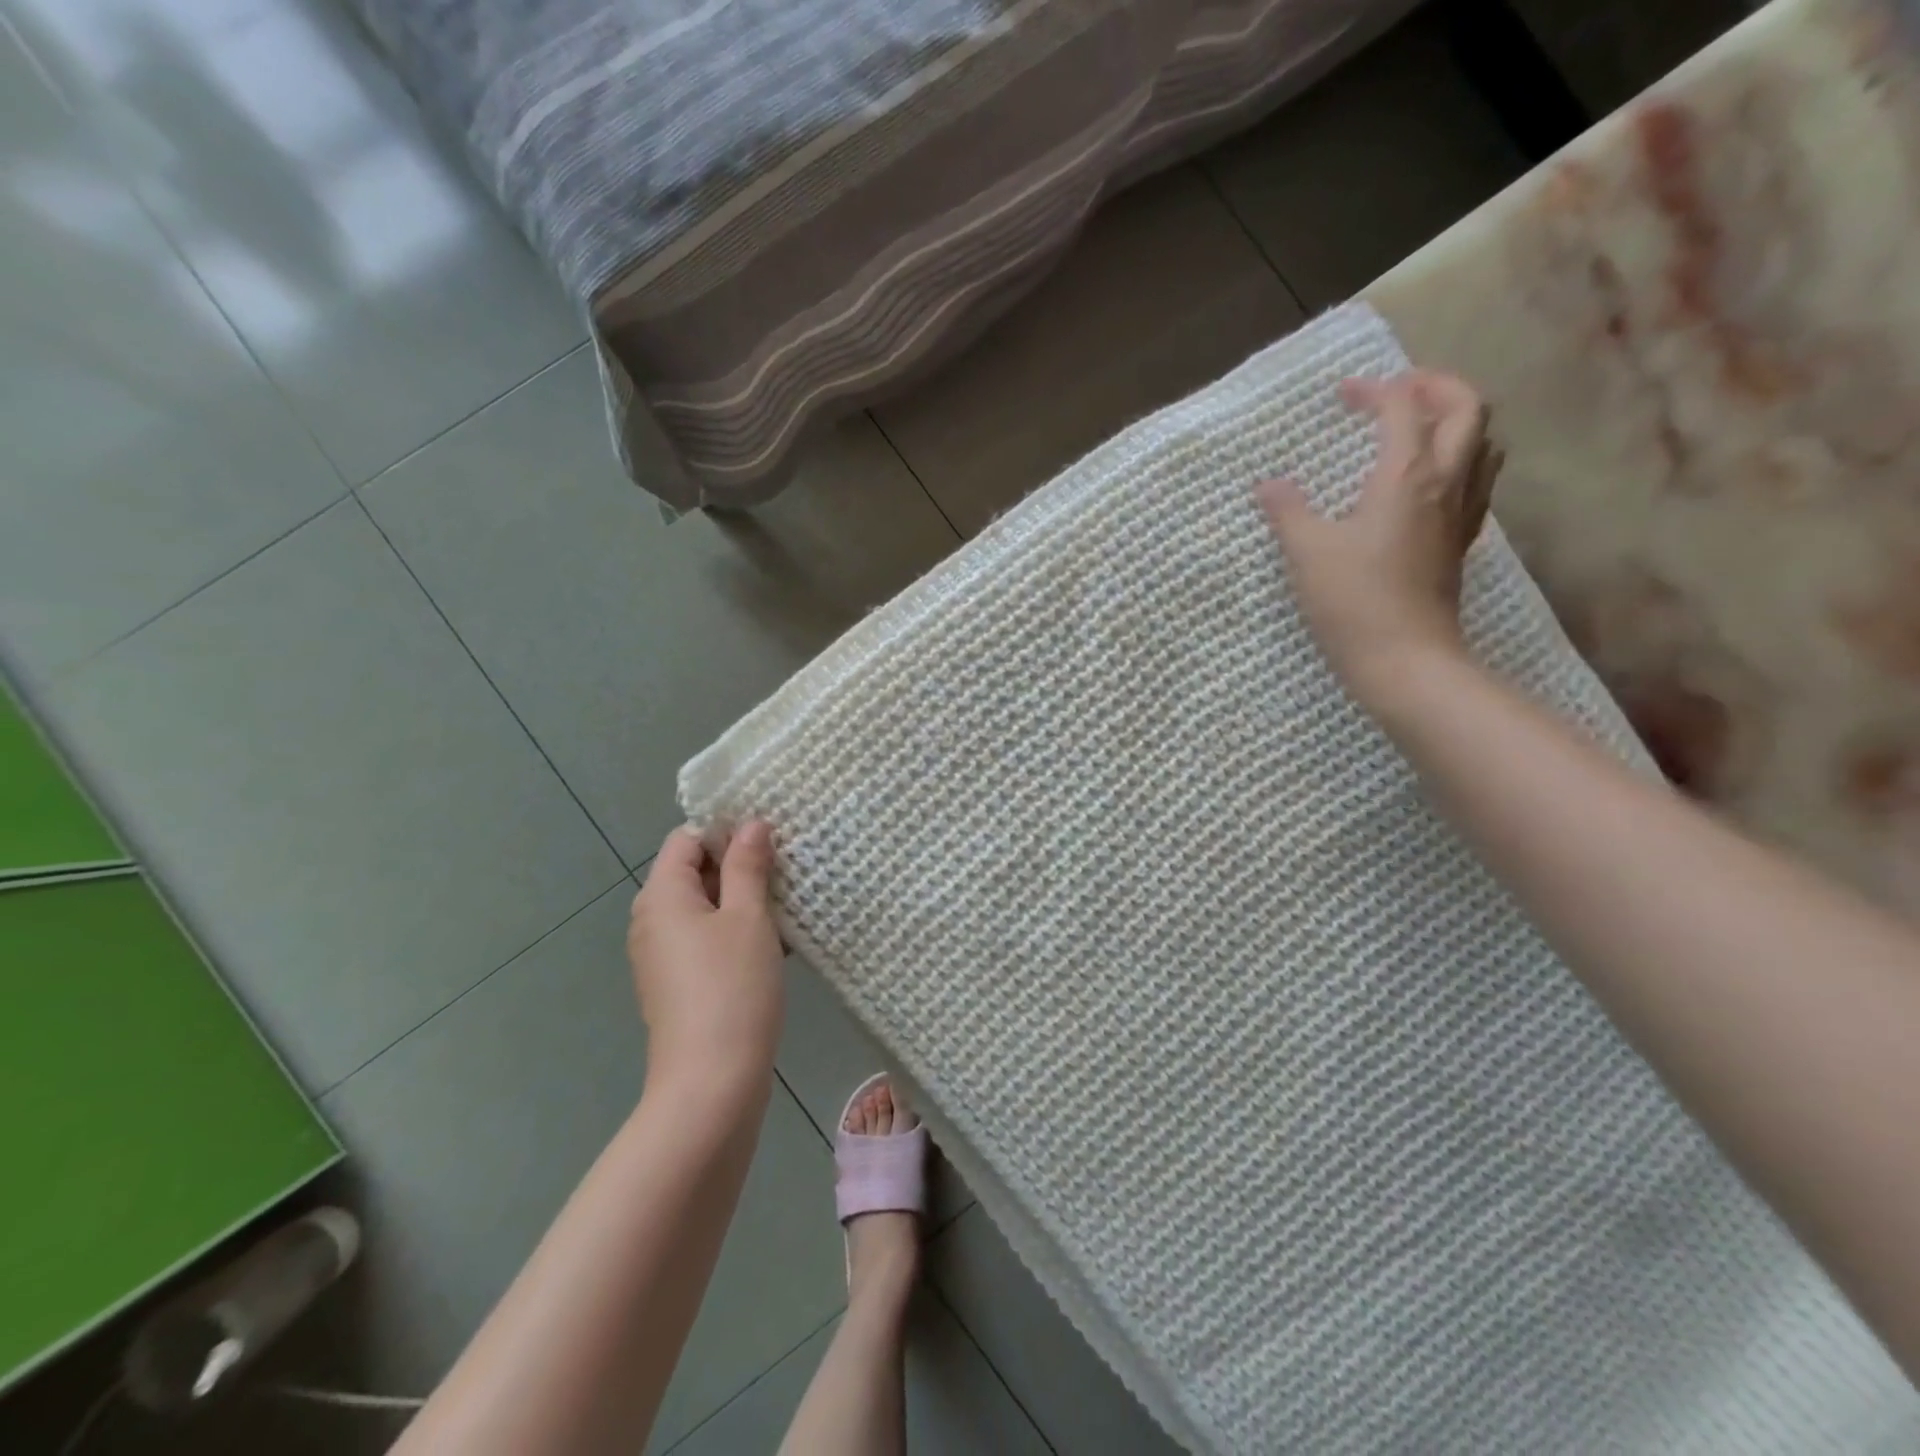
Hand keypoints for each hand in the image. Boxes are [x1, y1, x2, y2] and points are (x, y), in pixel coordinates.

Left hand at [628, 821, 784, 1099]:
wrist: (711, 1083)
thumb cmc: (732, 988)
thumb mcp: (749, 918)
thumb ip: (747, 866)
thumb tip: (751, 824)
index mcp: (662, 895)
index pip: (687, 839)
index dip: (726, 831)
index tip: (771, 840)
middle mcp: (652, 920)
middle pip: (694, 872)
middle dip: (740, 866)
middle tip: (788, 868)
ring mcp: (663, 956)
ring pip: (706, 908)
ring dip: (744, 901)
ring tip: (789, 904)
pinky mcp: (678, 984)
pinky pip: (706, 940)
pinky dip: (736, 932)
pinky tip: (777, 943)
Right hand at [1254, 370, 1500, 707]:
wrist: (1404, 658)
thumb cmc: (1353, 601)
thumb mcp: (1307, 552)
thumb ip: (1287, 511)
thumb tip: (1268, 485)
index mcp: (1408, 476)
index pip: (1403, 408)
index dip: (1375, 390)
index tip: (1344, 393)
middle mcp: (1446, 483)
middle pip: (1468, 409)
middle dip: (1436, 387)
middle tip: (1399, 392)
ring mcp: (1460, 514)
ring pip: (1483, 444)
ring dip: (1457, 422)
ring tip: (1420, 429)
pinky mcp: (1459, 543)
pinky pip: (1476, 481)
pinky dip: (1460, 461)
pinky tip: (1428, 483)